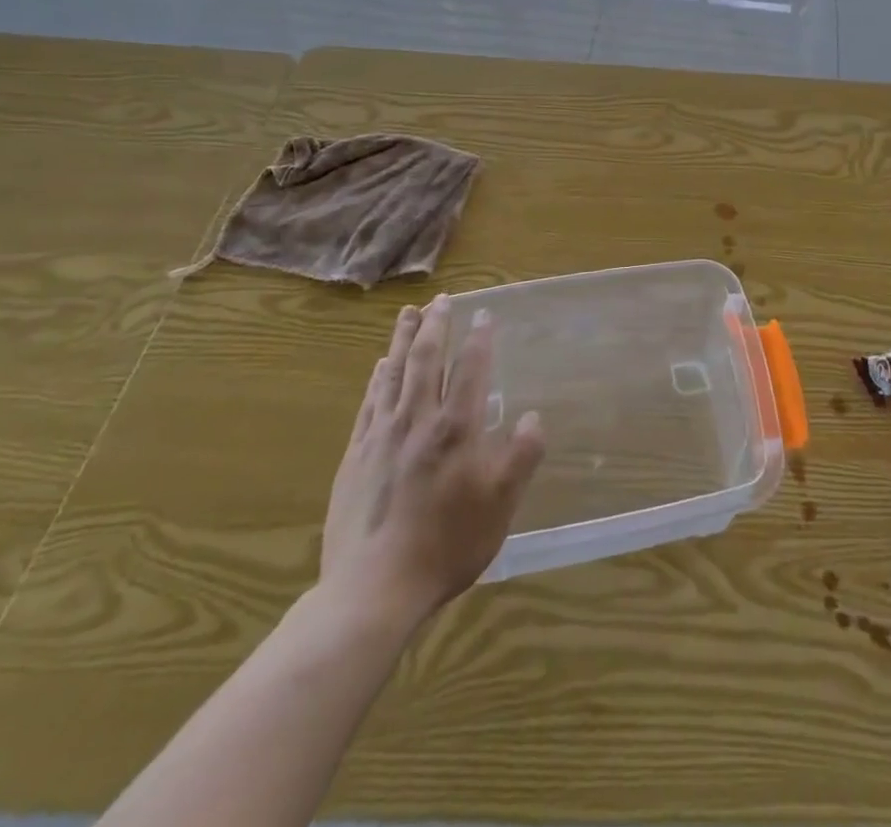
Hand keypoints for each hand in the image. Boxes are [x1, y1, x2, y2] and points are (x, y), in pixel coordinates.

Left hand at [317, 297, 545, 637]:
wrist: (373, 590)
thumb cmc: (447, 544)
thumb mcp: (501, 505)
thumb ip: (521, 457)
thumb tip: (535, 416)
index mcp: (456, 429)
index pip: (470, 368)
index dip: (478, 338)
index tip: (483, 314)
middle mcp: (417, 420)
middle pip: (425, 359)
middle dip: (436, 325)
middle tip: (442, 299)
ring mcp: (381, 436)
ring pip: (393, 373)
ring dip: (402, 339)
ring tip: (409, 314)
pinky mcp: (355, 456)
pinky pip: (369, 403)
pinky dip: (377, 378)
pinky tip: (379, 367)